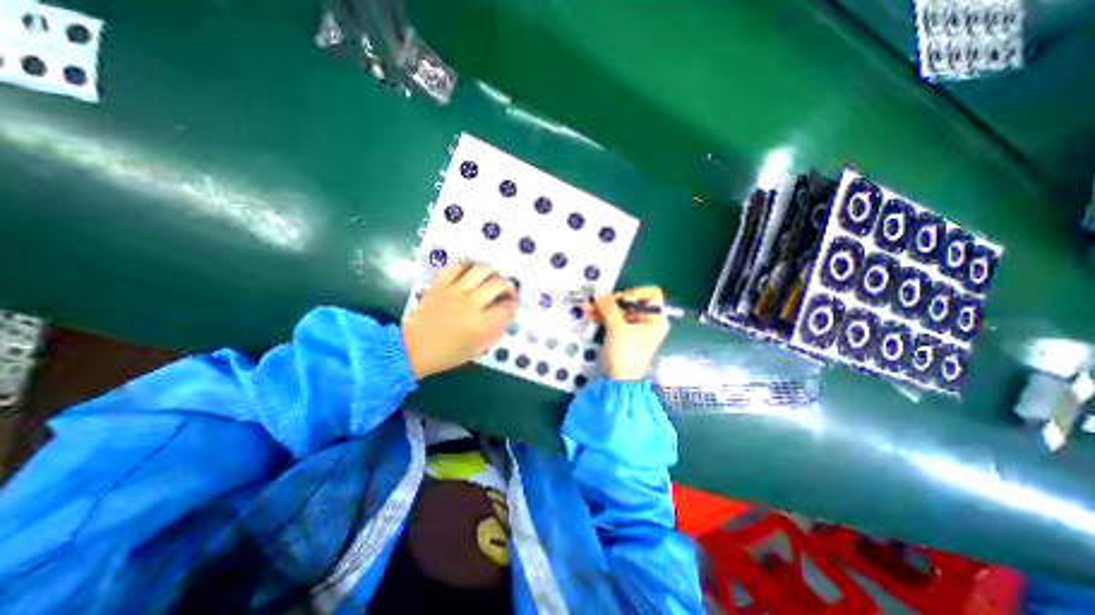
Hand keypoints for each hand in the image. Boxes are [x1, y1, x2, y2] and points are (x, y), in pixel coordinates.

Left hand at [400, 263, 518, 380]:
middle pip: (497, 284)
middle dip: (508, 286)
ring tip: (491, 279)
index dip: (513, 304)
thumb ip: (495, 332)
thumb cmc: (447, 354)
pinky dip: (467, 267)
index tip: (512, 305)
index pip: (507, 307)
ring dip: (491, 273)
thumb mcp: (477, 350)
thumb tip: (507, 316)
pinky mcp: (439, 285)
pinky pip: (456, 268)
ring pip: (480, 271)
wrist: (411, 348)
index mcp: (481, 324)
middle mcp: (471, 304)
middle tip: (507, 291)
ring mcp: (454, 292)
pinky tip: (470, 274)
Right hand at [586, 285, 671, 377]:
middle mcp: (647, 320)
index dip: (636, 293)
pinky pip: (613, 318)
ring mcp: (633, 326)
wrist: (618, 380)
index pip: (651, 295)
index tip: (621, 299)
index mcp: (655, 319)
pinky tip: (590, 313)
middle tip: (598, 301)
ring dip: (603, 307)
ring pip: (619, 309)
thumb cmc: (626, 354)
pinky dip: (602, 315)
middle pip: (631, 301)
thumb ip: (609, 308)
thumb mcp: (618, 329)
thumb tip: (600, 291)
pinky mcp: (622, 331)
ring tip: (588, 307)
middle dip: (612, 301)